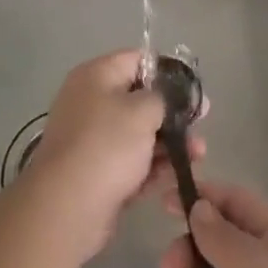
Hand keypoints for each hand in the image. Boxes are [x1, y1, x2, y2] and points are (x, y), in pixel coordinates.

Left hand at [19, 50, 203, 262]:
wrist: (67, 207)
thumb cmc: (107, 145)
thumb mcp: (143, 110)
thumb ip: (165, 97)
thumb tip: (173, 96)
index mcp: (96, 75)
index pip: (138, 60)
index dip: (169, 73)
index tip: (193, 92)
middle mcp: (91, 102)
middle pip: (139, 99)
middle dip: (172, 114)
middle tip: (200, 126)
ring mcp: (92, 139)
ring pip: (138, 134)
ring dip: (168, 143)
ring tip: (198, 155)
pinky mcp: (96, 172)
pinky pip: (130, 162)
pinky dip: (151, 167)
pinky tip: (177, 175)